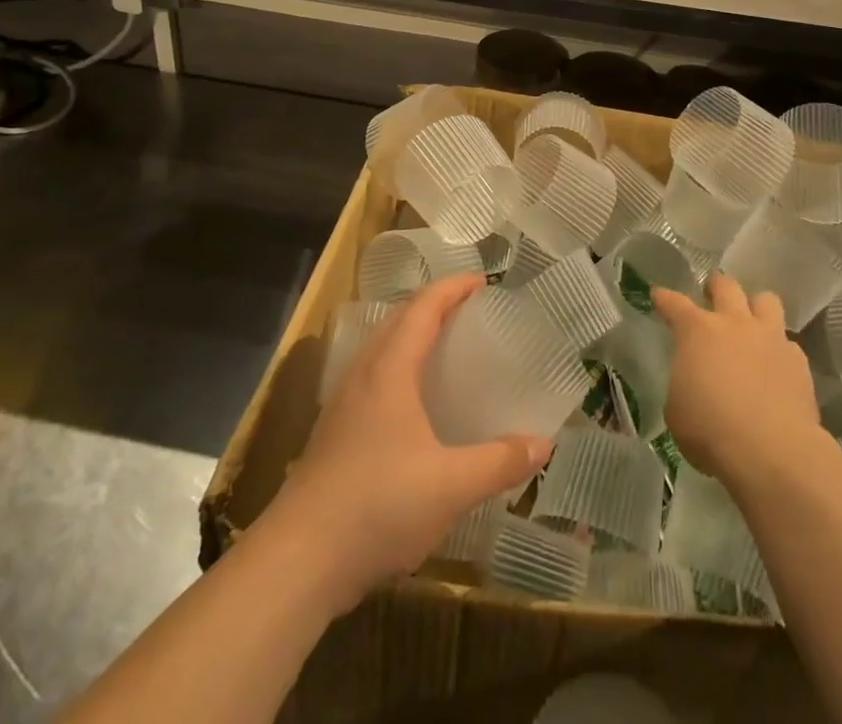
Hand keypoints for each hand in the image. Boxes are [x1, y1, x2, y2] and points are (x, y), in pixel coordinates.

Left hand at [263, 275, 551, 612]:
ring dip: (413, 335)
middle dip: (434, 305)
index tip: (482, 281)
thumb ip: (499, 462)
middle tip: (470, 310)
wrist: (298, 560)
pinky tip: (414, 402)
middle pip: (399, 320)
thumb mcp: (450, 487)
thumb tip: (543, 444)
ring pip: (382, 348)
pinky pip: (373, 376)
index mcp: (390, 370)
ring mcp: (344, 403)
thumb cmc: (377, 507)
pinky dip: (399, 366)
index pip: (423, 308)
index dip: (452, 288)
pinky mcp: (335, 432)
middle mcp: (363, 374)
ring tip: (446, 347)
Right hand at [651, 274, 819, 483]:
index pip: (674, 303)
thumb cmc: (711, 430)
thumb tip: (691, 381)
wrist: (772, 452)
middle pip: (725, 285)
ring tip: (751, 322)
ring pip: (766, 300)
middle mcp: (734, 323)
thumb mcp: (677, 410)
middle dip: (716, 286)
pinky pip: (788, 343)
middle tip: (711, 296)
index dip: (664, 298)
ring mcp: (770, 338)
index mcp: (697, 331)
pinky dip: (779, 349)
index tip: (658, 295)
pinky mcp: (798, 361)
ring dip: (755, 307)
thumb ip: (683, 383)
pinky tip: (775, 366)